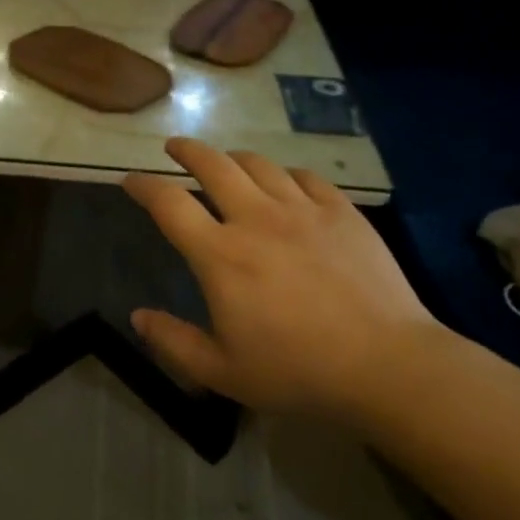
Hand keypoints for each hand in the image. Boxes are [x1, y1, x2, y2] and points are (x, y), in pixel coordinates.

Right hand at [123, 139, 439, 415]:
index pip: (168, 203)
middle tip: (174, 147)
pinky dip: (284, 175)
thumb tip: (137, 316)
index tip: (131, 180)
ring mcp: (301, 209)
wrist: (388, 365)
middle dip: (186, 150)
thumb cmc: (298, 372)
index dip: (143, 185)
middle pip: (212, 164)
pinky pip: (304, 177)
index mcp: (220, 254)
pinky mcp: (340, 211)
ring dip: (232, 158)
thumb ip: (173, 342)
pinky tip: (284, 185)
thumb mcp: (223, 372)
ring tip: (226, 162)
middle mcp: (255, 218)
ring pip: (257, 163)